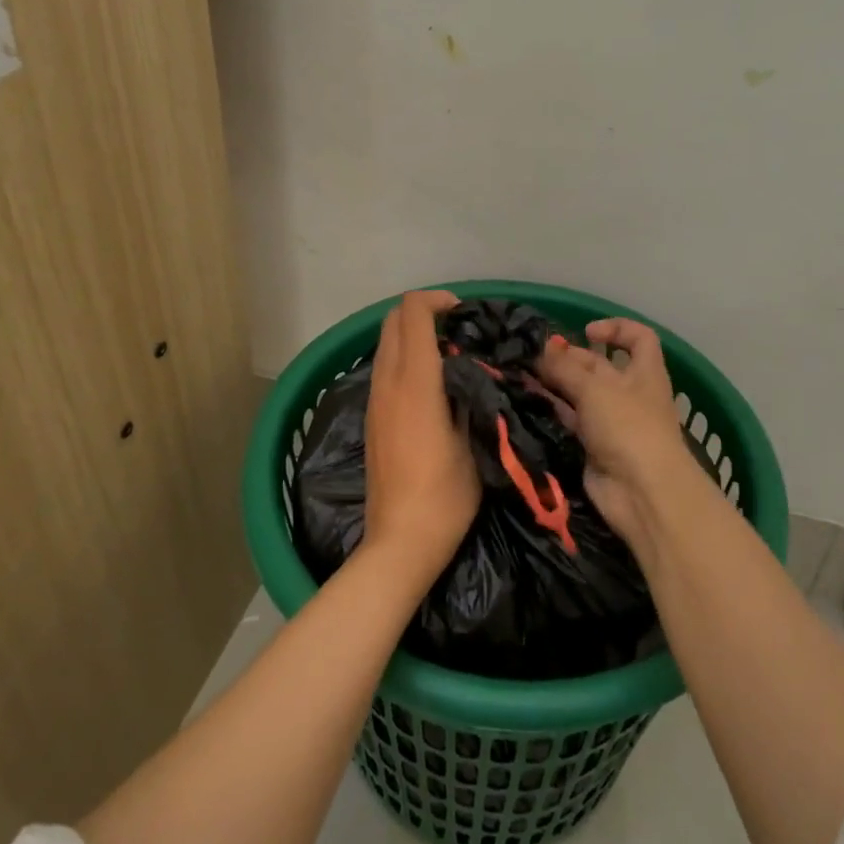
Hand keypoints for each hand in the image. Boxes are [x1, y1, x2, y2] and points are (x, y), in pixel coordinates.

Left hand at [361, 291, 479, 583]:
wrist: (400, 543)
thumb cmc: (445, 495)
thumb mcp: (471, 441)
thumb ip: (467, 394)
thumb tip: (469, 367)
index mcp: (414, 382)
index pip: (412, 314)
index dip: (437, 301)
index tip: (465, 313)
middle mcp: (386, 383)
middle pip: (392, 321)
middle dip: (423, 312)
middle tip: (459, 329)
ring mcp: (374, 401)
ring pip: (385, 344)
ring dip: (413, 336)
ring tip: (450, 354)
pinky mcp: (371, 418)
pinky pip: (384, 368)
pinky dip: (405, 358)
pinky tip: (432, 384)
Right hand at [537, 318, 699, 547]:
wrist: (642, 493)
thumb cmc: (628, 427)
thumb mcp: (594, 389)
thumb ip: (564, 368)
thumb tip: (540, 351)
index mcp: (644, 372)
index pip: (639, 337)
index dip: (616, 328)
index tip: (586, 331)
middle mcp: (630, 393)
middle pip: (600, 366)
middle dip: (570, 359)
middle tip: (535, 357)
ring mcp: (613, 421)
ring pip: (582, 394)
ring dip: (557, 385)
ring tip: (524, 376)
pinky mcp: (595, 447)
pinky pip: (572, 421)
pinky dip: (554, 411)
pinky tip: (530, 403)